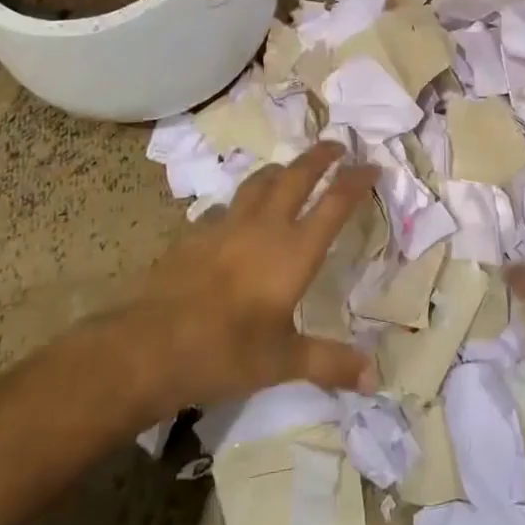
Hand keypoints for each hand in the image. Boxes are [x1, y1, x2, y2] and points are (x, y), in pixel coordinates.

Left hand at [114, 144, 378, 417]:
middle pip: (298, 175)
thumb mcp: (283, 362)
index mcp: (294, 251)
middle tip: (337, 146)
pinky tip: (234, 217)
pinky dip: (239, 203)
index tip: (372, 166)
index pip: (335, 203)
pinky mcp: (194, 233)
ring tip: (289, 170)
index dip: (356, 180)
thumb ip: (330, 363)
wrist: (149, 345)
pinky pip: (223, 207)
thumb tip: (375, 378)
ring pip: (259, 181)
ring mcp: (226, 225)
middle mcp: (264, 226)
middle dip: (321, 156)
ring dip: (281, 170)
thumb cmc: (225, 353)